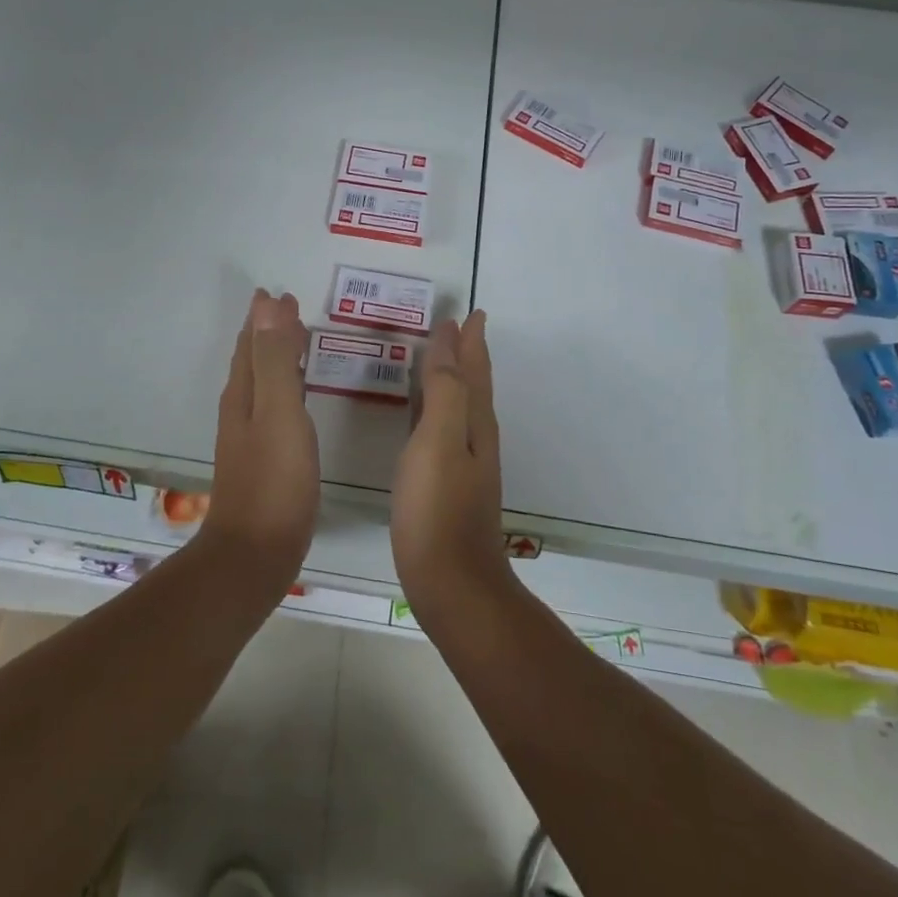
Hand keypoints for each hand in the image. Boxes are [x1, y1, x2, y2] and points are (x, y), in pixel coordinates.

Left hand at [202, 289, 320, 591]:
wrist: (255, 553)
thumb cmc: (274, 480)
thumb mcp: (279, 410)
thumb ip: (276, 359)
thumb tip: (267, 304)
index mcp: (244, 395)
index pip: (251, 344)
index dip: (263, 318)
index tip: (278, 293)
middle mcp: (241, 411)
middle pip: (252, 361)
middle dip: (267, 333)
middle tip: (289, 310)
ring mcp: (250, 439)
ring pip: (262, 384)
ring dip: (275, 358)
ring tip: (296, 343)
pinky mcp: (264, 462)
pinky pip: (274, 408)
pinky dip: (285, 389)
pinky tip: (296, 402)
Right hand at [390, 311, 510, 625]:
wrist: (452, 585)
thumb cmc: (438, 509)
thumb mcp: (439, 441)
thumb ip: (444, 390)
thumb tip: (450, 341)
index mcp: (475, 424)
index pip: (474, 370)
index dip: (470, 341)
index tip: (470, 312)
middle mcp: (476, 440)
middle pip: (473, 386)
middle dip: (466, 355)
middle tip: (457, 328)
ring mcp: (464, 466)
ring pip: (460, 408)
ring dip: (453, 379)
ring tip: (439, 359)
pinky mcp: (447, 487)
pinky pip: (443, 430)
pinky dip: (436, 410)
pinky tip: (422, 417)